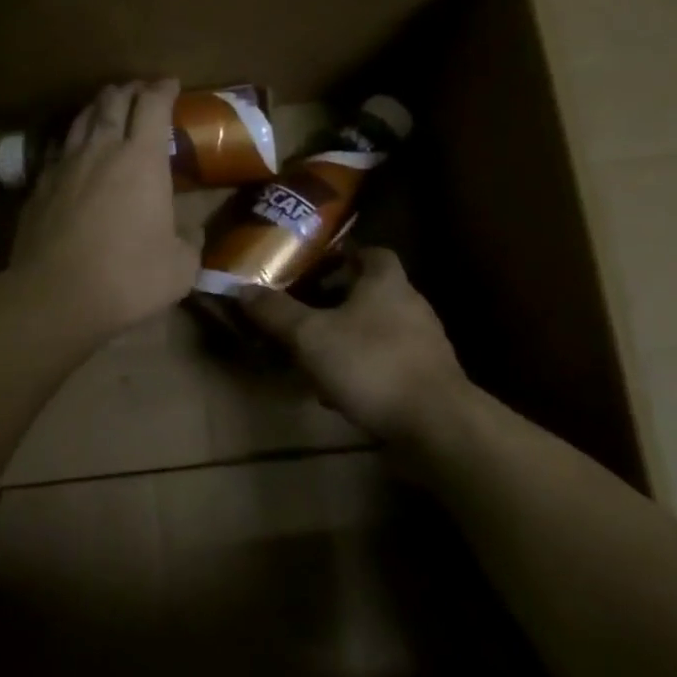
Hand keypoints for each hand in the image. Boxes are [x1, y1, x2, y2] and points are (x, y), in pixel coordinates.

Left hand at [8, 80, 200, 341]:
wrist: (55, 296)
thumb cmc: (128, 277)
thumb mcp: (180, 267)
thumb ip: (189, 241)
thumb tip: (190, 231)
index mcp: (142, 160)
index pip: (153, 105)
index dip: (163, 89)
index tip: (171, 84)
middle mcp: (101, 150)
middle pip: (113, 102)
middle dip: (129, 90)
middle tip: (140, 91)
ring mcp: (65, 166)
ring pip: (81, 119)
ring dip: (98, 107)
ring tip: (107, 107)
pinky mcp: (39, 187)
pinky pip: (59, 149)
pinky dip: (73, 141)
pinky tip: (75, 151)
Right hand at [240, 248, 471, 443]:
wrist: (436, 425)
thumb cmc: (372, 364)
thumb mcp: (311, 336)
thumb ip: (276, 312)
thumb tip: (240, 288)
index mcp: (386, 281)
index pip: (369, 252)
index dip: (340, 256)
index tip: (310, 270)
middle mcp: (410, 304)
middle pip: (369, 291)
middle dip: (335, 301)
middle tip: (301, 313)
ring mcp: (423, 343)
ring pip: (376, 329)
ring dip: (346, 338)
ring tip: (312, 355)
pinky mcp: (427, 377)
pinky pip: (386, 362)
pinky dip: (362, 369)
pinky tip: (338, 391)